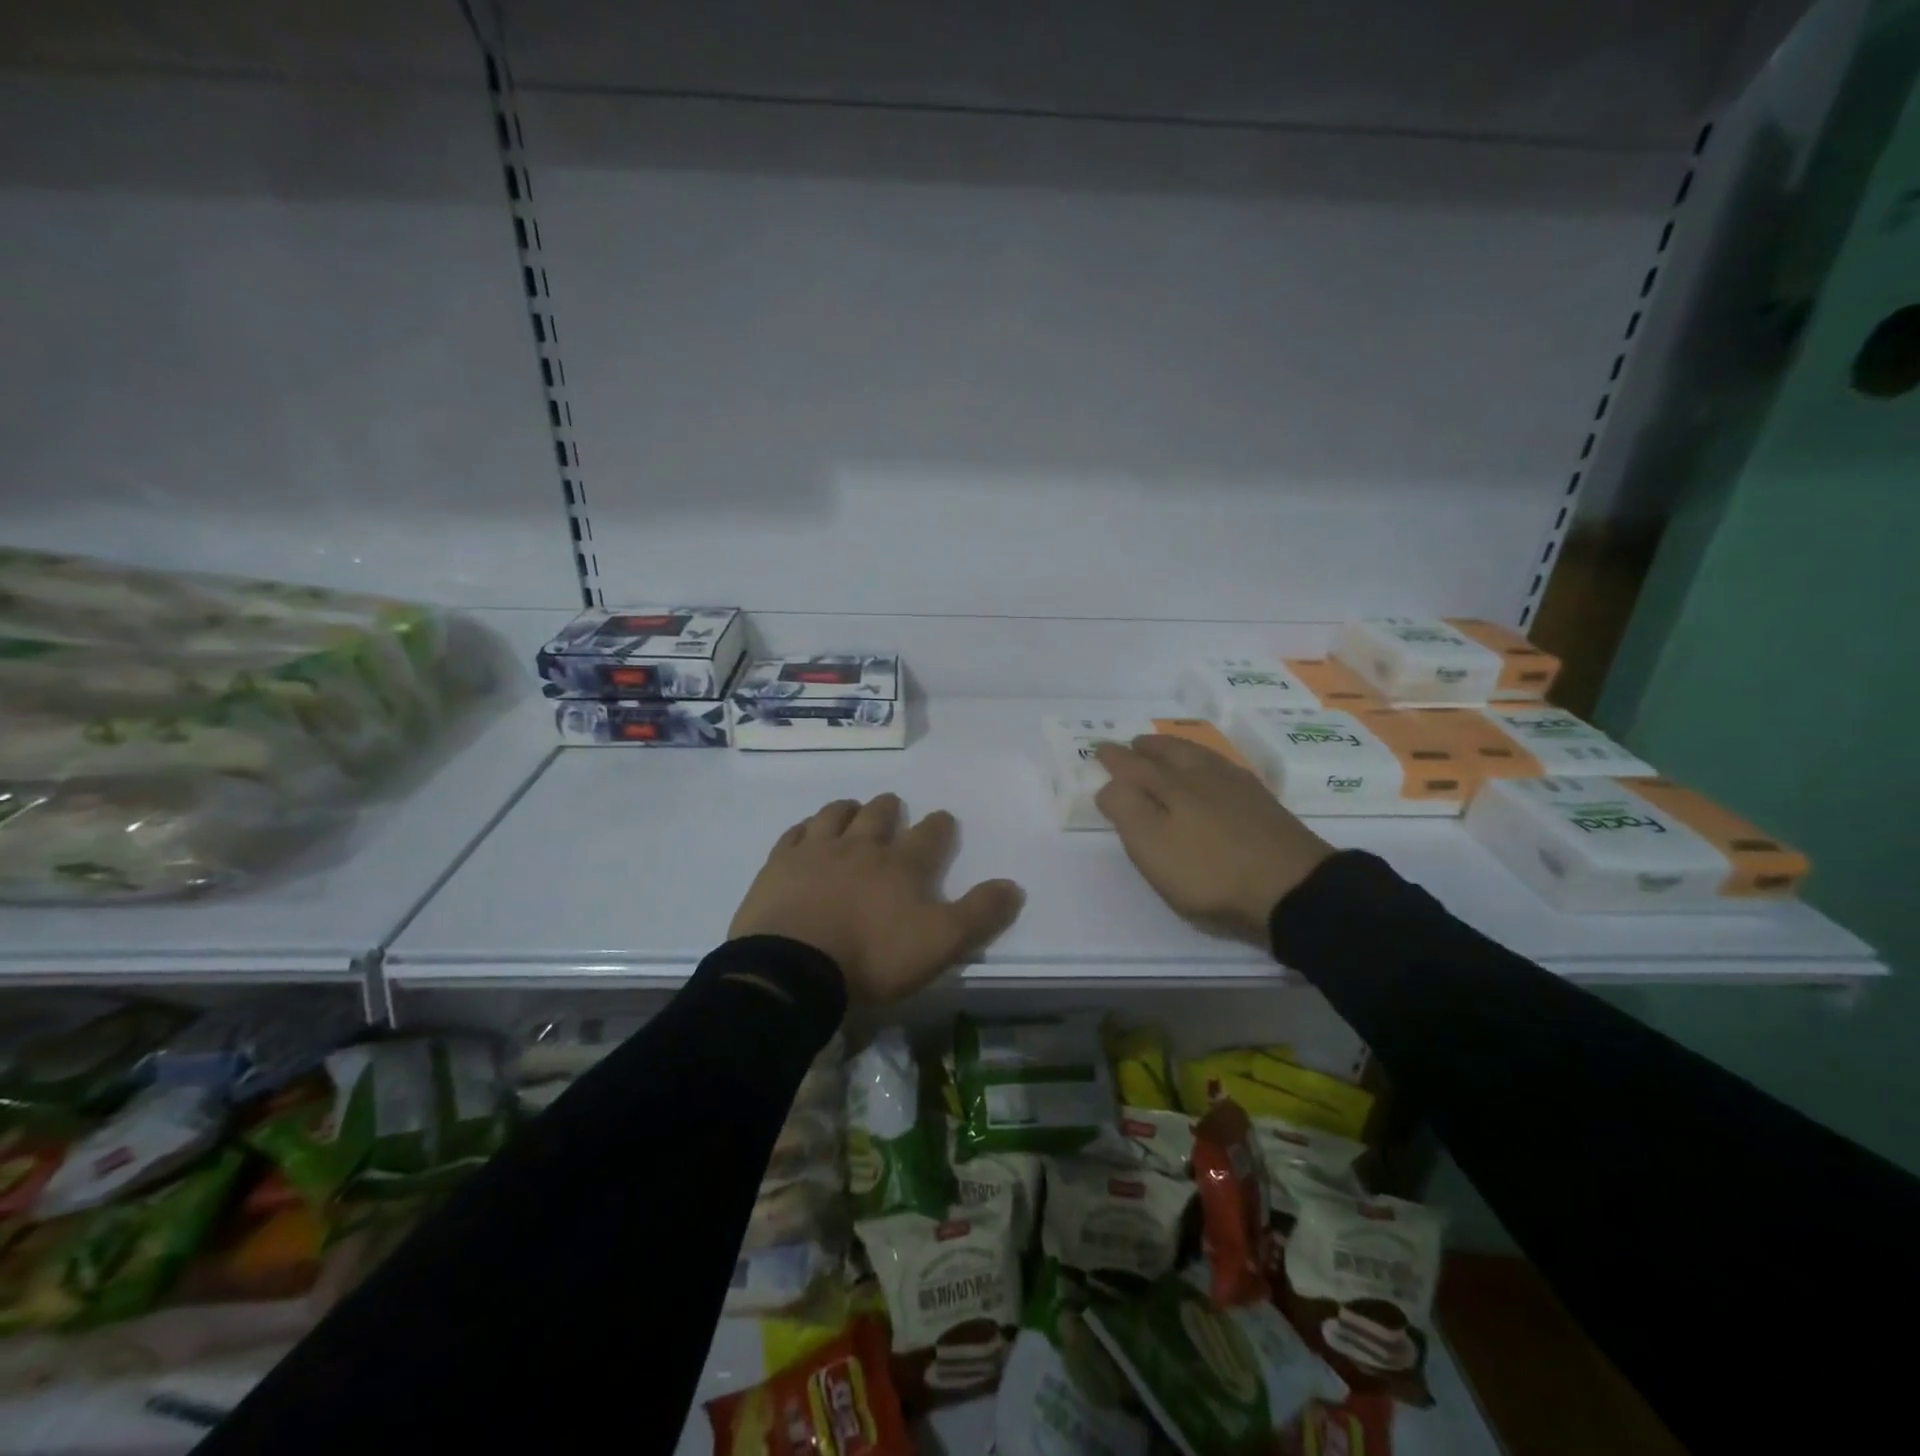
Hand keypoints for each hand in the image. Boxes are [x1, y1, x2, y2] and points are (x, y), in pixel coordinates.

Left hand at [729, 794, 1024, 1005]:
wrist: (794, 968)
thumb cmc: (873, 956)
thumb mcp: (941, 943)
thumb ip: (979, 914)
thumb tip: (1014, 886)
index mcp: (901, 865)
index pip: (929, 835)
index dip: (940, 825)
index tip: (943, 819)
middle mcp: (861, 847)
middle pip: (879, 814)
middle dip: (889, 809)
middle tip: (892, 807)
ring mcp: (817, 851)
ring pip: (835, 815)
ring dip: (848, 809)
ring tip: (852, 809)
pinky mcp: (780, 865)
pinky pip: (795, 833)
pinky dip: (806, 828)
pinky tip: (806, 831)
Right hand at [1094, 734, 1334, 944]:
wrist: (1293, 889)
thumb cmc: (1210, 872)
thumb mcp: (1152, 847)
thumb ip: (1125, 810)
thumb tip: (1109, 783)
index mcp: (1171, 785)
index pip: (1133, 765)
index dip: (1114, 758)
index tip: (1099, 750)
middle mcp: (1202, 776)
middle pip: (1170, 751)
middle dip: (1147, 747)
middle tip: (1134, 745)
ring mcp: (1238, 787)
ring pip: (1199, 756)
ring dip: (1177, 750)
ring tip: (1168, 752)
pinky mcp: (1263, 804)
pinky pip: (1223, 768)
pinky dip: (1206, 764)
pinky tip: (1212, 774)